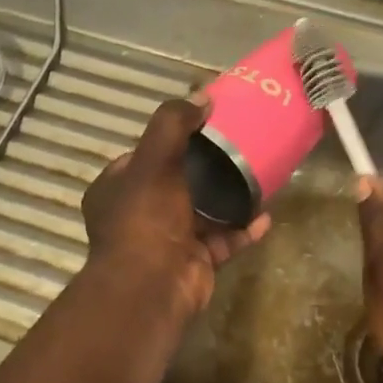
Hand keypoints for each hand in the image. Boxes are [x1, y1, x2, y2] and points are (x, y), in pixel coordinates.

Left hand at [82, 97, 269, 320]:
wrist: (153, 285)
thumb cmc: (145, 217)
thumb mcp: (154, 159)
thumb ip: (173, 124)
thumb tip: (201, 96)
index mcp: (117, 190)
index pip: (142, 157)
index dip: (169, 141)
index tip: (201, 126)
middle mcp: (138, 215)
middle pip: (176, 183)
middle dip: (205, 168)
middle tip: (236, 148)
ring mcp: (168, 240)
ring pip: (203, 212)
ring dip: (228, 198)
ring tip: (256, 177)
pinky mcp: (195, 261)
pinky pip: (223, 239)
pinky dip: (243, 228)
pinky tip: (266, 215)